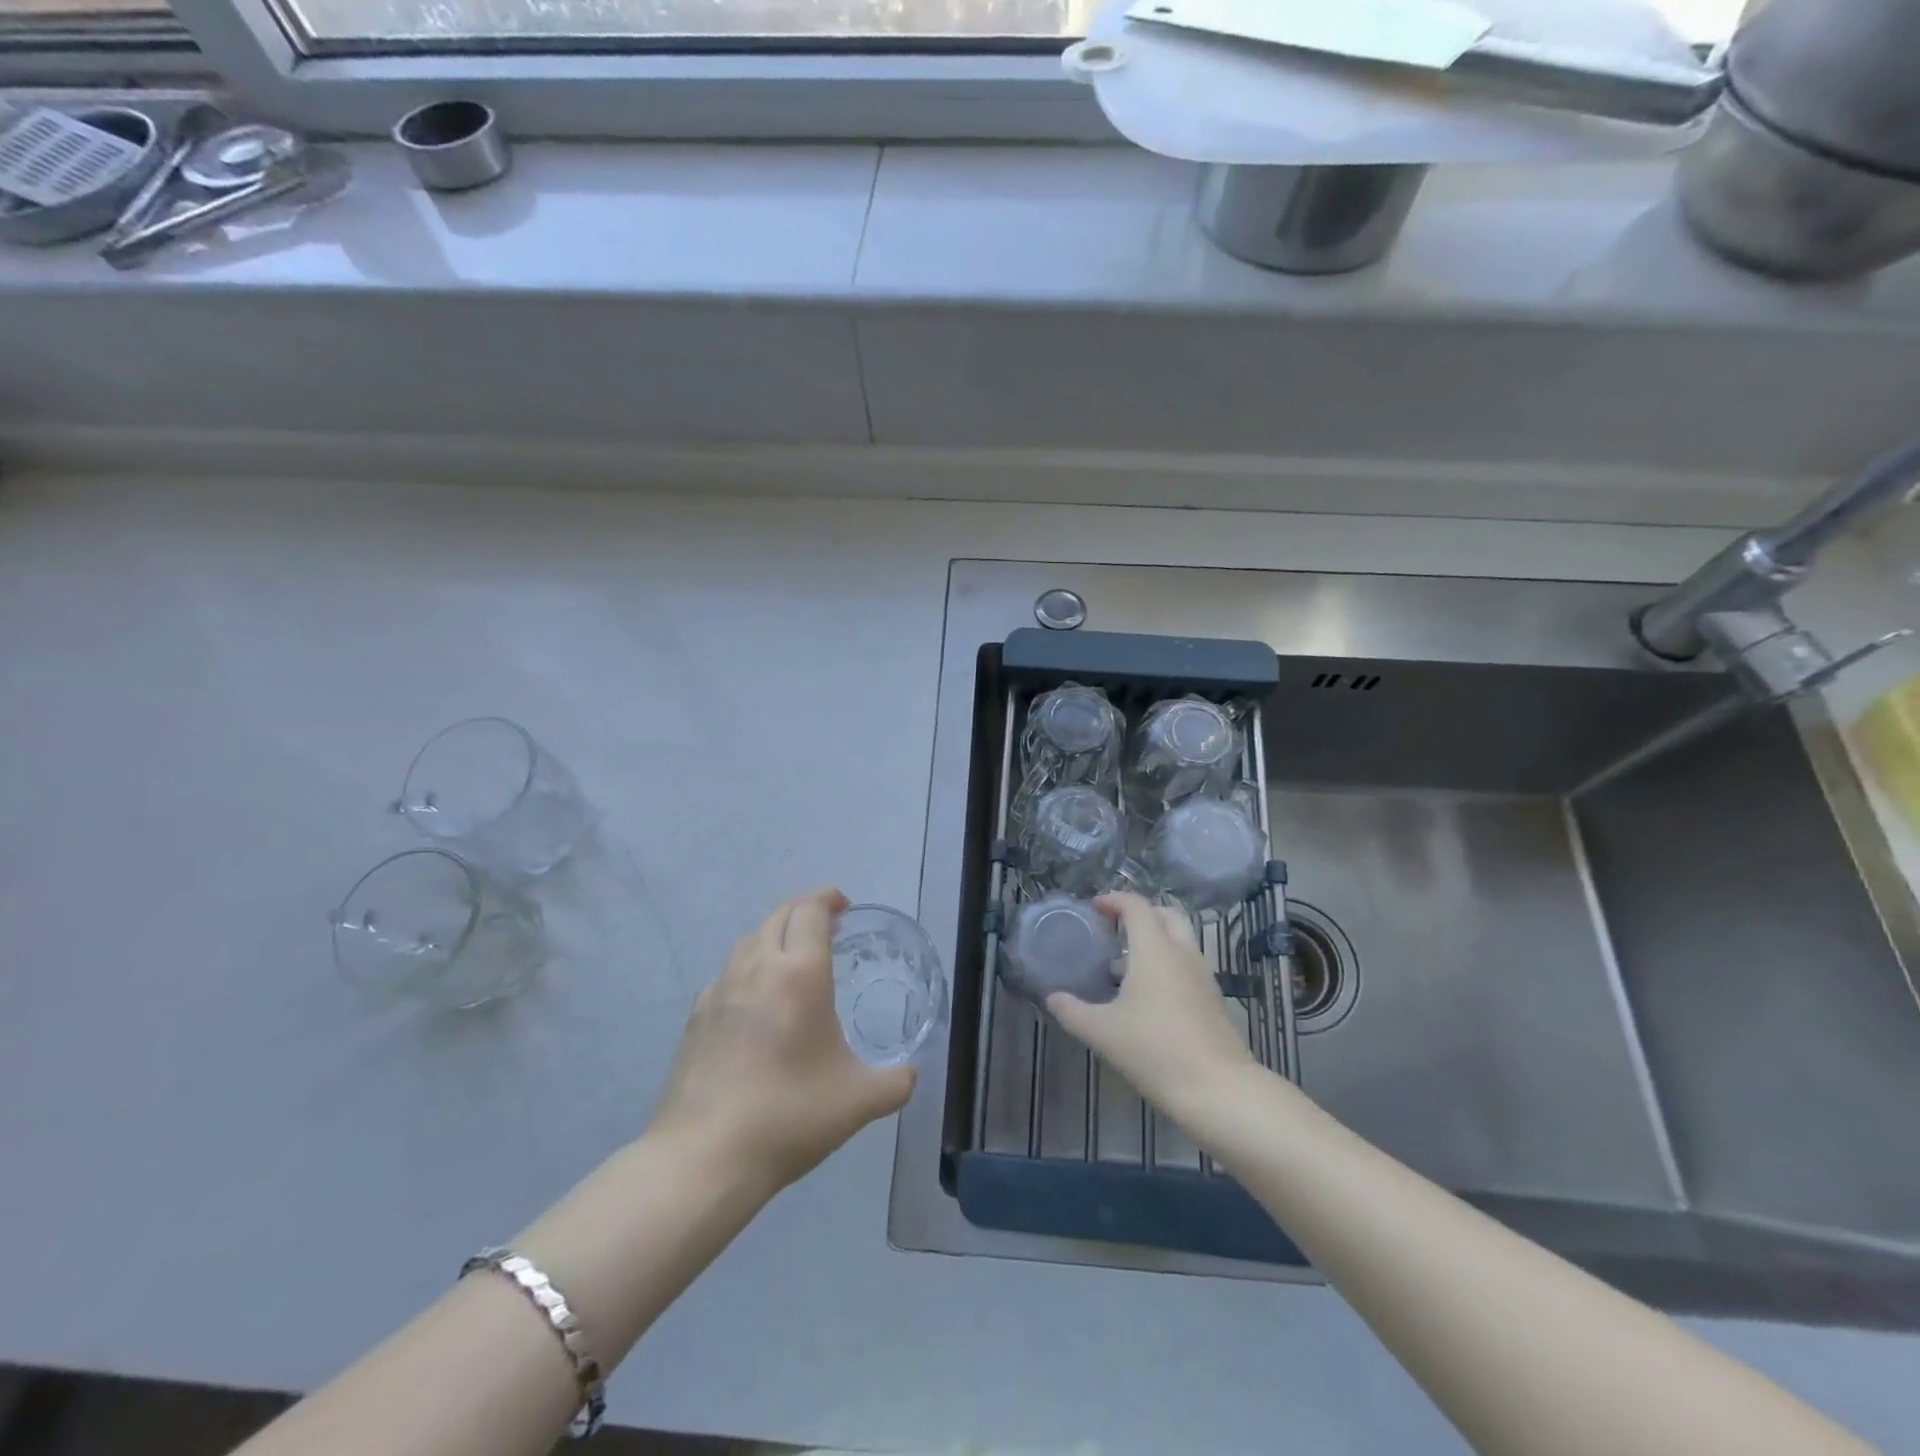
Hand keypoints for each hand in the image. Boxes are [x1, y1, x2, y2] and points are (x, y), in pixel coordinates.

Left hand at [650, 888, 914, 1193]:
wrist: (704, 1157)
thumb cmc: (790, 1116)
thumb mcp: (860, 1101)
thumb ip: (897, 1081)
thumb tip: (911, 1073)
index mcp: (799, 974)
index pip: (810, 910)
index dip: (828, 898)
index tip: (844, 905)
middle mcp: (757, 968)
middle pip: (779, 915)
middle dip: (804, 910)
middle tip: (828, 926)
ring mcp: (720, 989)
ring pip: (750, 940)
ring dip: (775, 935)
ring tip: (794, 959)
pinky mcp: (697, 1016)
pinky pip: (728, 972)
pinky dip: (749, 967)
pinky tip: (757, 1001)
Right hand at [1046, 892, 1254, 1121]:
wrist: (1218, 1089)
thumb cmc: (1155, 1049)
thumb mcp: (1102, 1032)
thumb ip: (1073, 1011)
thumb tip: (1053, 998)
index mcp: (1155, 949)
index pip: (1137, 906)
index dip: (1114, 900)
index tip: (1094, 908)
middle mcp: (1182, 953)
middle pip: (1165, 915)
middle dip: (1140, 915)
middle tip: (1114, 929)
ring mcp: (1202, 976)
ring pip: (1179, 942)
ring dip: (1153, 943)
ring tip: (1121, 968)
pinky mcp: (1212, 1000)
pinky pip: (1186, 966)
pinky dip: (1165, 966)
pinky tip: (1144, 999)